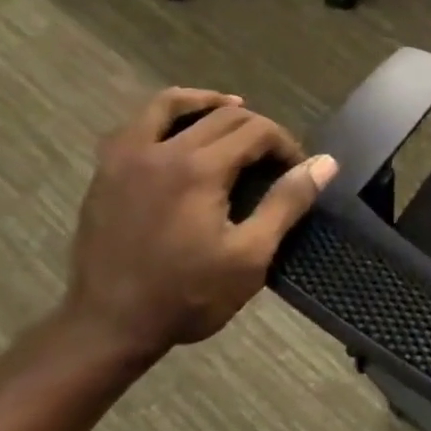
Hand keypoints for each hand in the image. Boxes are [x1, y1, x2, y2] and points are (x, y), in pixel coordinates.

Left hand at [63, 88, 336, 358]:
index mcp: (198, 169)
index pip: (256, 130)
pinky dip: (166, 117)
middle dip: (258, 129)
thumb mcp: (251, 255)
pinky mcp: (106, 173)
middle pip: (222, 115)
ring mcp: (126, 159)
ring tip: (232, 111)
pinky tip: (181, 134)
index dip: (286, 145)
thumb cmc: (188, 295)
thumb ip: (287, 202)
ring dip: (208, 103)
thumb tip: (325, 162)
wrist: (108, 327)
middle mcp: (160, 151)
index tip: (298, 172)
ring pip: (170, 105)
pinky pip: (137, 124)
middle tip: (274, 160)